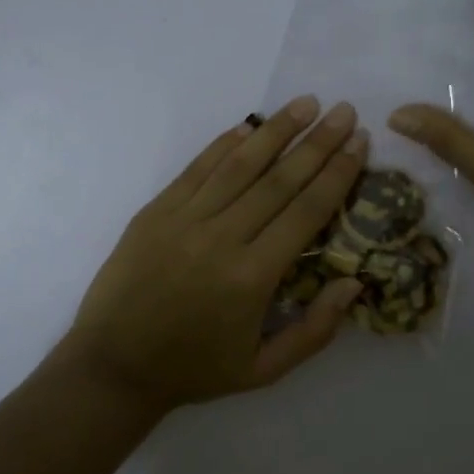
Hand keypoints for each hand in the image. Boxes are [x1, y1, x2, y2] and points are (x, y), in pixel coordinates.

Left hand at [61, 97, 368, 413]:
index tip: (359, 144)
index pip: (306, 212)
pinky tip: (248, 125)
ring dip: (276, 131)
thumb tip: (355, 284)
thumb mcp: (264, 370)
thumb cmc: (194, 369)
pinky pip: (197, 169)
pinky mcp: (156, 211)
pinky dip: (224, 144)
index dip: (336, 174)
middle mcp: (222, 239)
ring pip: (239, 165)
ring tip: (306, 103)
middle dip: (317, 143)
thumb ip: (315, 330)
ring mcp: (185, 220)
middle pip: (279, 180)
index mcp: (253, 278)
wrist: (114, 365)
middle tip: (345, 111)